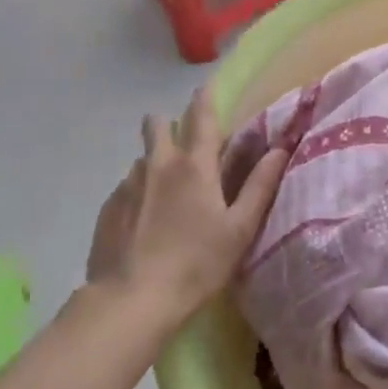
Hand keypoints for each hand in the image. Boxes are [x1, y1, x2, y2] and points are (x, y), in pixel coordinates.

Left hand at [86, 87, 288, 325]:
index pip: (201, 117)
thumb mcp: (239, 230)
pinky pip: (126, 188)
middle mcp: (158, 164)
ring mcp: (128, 185)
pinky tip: (143, 224)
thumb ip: (260, 186)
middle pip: (157, 125)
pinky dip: (137, 195)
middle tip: (181, 145)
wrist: (130, 302)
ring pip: (142, 159)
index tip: (204, 86)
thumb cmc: (195, 265)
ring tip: (163, 197)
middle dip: (167, 124)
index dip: (204, 98)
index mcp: (195, 166)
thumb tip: (280, 150)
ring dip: (154, 164)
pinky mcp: (108, 209)